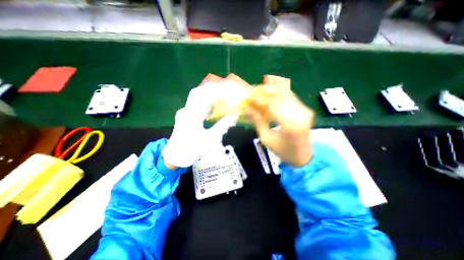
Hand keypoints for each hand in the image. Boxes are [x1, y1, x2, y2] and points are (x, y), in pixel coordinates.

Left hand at [161, 83, 237, 167]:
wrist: (174, 157)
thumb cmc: (192, 148)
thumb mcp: (209, 138)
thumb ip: (222, 126)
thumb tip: (234, 116)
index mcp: (193, 114)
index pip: (207, 97)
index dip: (218, 93)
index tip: (228, 93)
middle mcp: (187, 110)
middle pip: (197, 93)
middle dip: (210, 91)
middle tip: (223, 95)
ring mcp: (184, 113)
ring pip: (196, 99)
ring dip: (207, 99)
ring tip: (220, 103)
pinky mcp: (184, 117)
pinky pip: (195, 106)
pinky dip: (204, 106)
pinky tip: (212, 112)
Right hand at [244, 82, 313, 166]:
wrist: (302, 156)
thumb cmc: (282, 151)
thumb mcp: (266, 138)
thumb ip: (257, 121)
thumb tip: (246, 108)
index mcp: (290, 125)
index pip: (273, 105)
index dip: (259, 98)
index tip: (248, 95)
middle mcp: (300, 114)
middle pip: (280, 95)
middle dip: (264, 90)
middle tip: (252, 90)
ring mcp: (304, 110)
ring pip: (286, 92)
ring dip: (271, 88)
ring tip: (259, 87)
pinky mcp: (304, 109)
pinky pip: (290, 95)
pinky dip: (279, 89)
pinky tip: (271, 84)